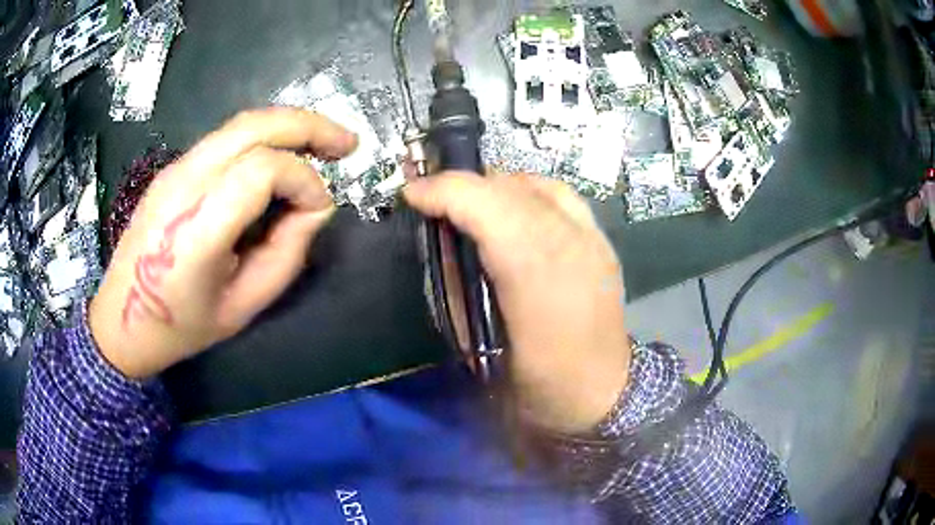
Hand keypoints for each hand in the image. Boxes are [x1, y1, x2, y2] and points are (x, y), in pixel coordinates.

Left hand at [89, 108, 356, 378]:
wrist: (122, 320)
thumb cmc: (181, 326)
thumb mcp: (243, 307)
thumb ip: (286, 254)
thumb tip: (315, 207)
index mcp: (196, 228)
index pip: (263, 169)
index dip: (304, 181)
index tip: (320, 209)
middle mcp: (182, 184)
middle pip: (254, 125)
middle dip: (309, 126)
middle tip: (347, 144)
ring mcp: (174, 170)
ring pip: (241, 123)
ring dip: (289, 125)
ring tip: (323, 143)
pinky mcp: (173, 169)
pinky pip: (226, 138)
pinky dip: (264, 138)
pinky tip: (281, 156)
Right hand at [404, 173, 629, 433]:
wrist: (603, 394)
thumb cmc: (536, 382)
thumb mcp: (479, 342)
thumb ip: (457, 284)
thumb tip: (443, 241)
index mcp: (535, 274)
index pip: (485, 204)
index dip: (444, 190)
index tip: (413, 195)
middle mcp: (568, 243)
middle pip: (510, 186)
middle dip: (464, 185)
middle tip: (436, 200)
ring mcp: (592, 238)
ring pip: (537, 184)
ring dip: (496, 186)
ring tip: (472, 203)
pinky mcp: (603, 242)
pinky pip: (561, 197)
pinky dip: (529, 193)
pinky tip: (515, 210)